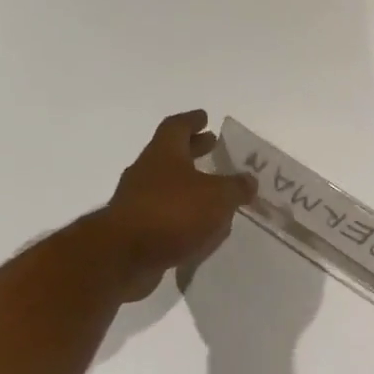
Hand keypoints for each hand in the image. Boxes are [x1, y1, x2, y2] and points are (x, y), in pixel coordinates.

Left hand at [102, 111, 254, 300]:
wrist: (124, 255)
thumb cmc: (173, 213)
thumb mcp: (218, 197)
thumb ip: (236, 187)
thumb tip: (249, 181)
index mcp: (164, 153)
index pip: (177, 127)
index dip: (192, 121)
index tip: (205, 117)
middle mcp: (146, 171)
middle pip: (171, 154)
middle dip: (193, 150)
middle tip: (211, 147)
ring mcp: (137, 200)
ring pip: (167, 184)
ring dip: (189, 184)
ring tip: (212, 191)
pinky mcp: (136, 228)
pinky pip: (164, 213)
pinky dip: (182, 213)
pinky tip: (199, 225)